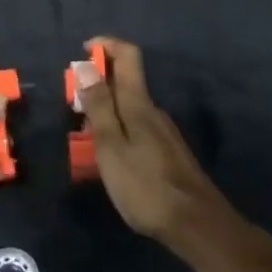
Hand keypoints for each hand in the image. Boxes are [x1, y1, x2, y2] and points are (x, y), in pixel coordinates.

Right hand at [73, 37, 229, 247]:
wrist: (197, 226)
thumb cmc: (146, 186)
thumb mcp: (111, 146)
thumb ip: (98, 106)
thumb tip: (85, 65)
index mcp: (139, 104)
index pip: (128, 55)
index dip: (105, 45)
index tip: (82, 52)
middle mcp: (154, 111)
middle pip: (125, 82)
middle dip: (97, 84)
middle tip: (73, 108)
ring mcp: (164, 132)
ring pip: (129, 108)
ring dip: (105, 110)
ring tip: (85, 137)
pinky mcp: (168, 153)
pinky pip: (137, 127)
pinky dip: (118, 129)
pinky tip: (110, 158)